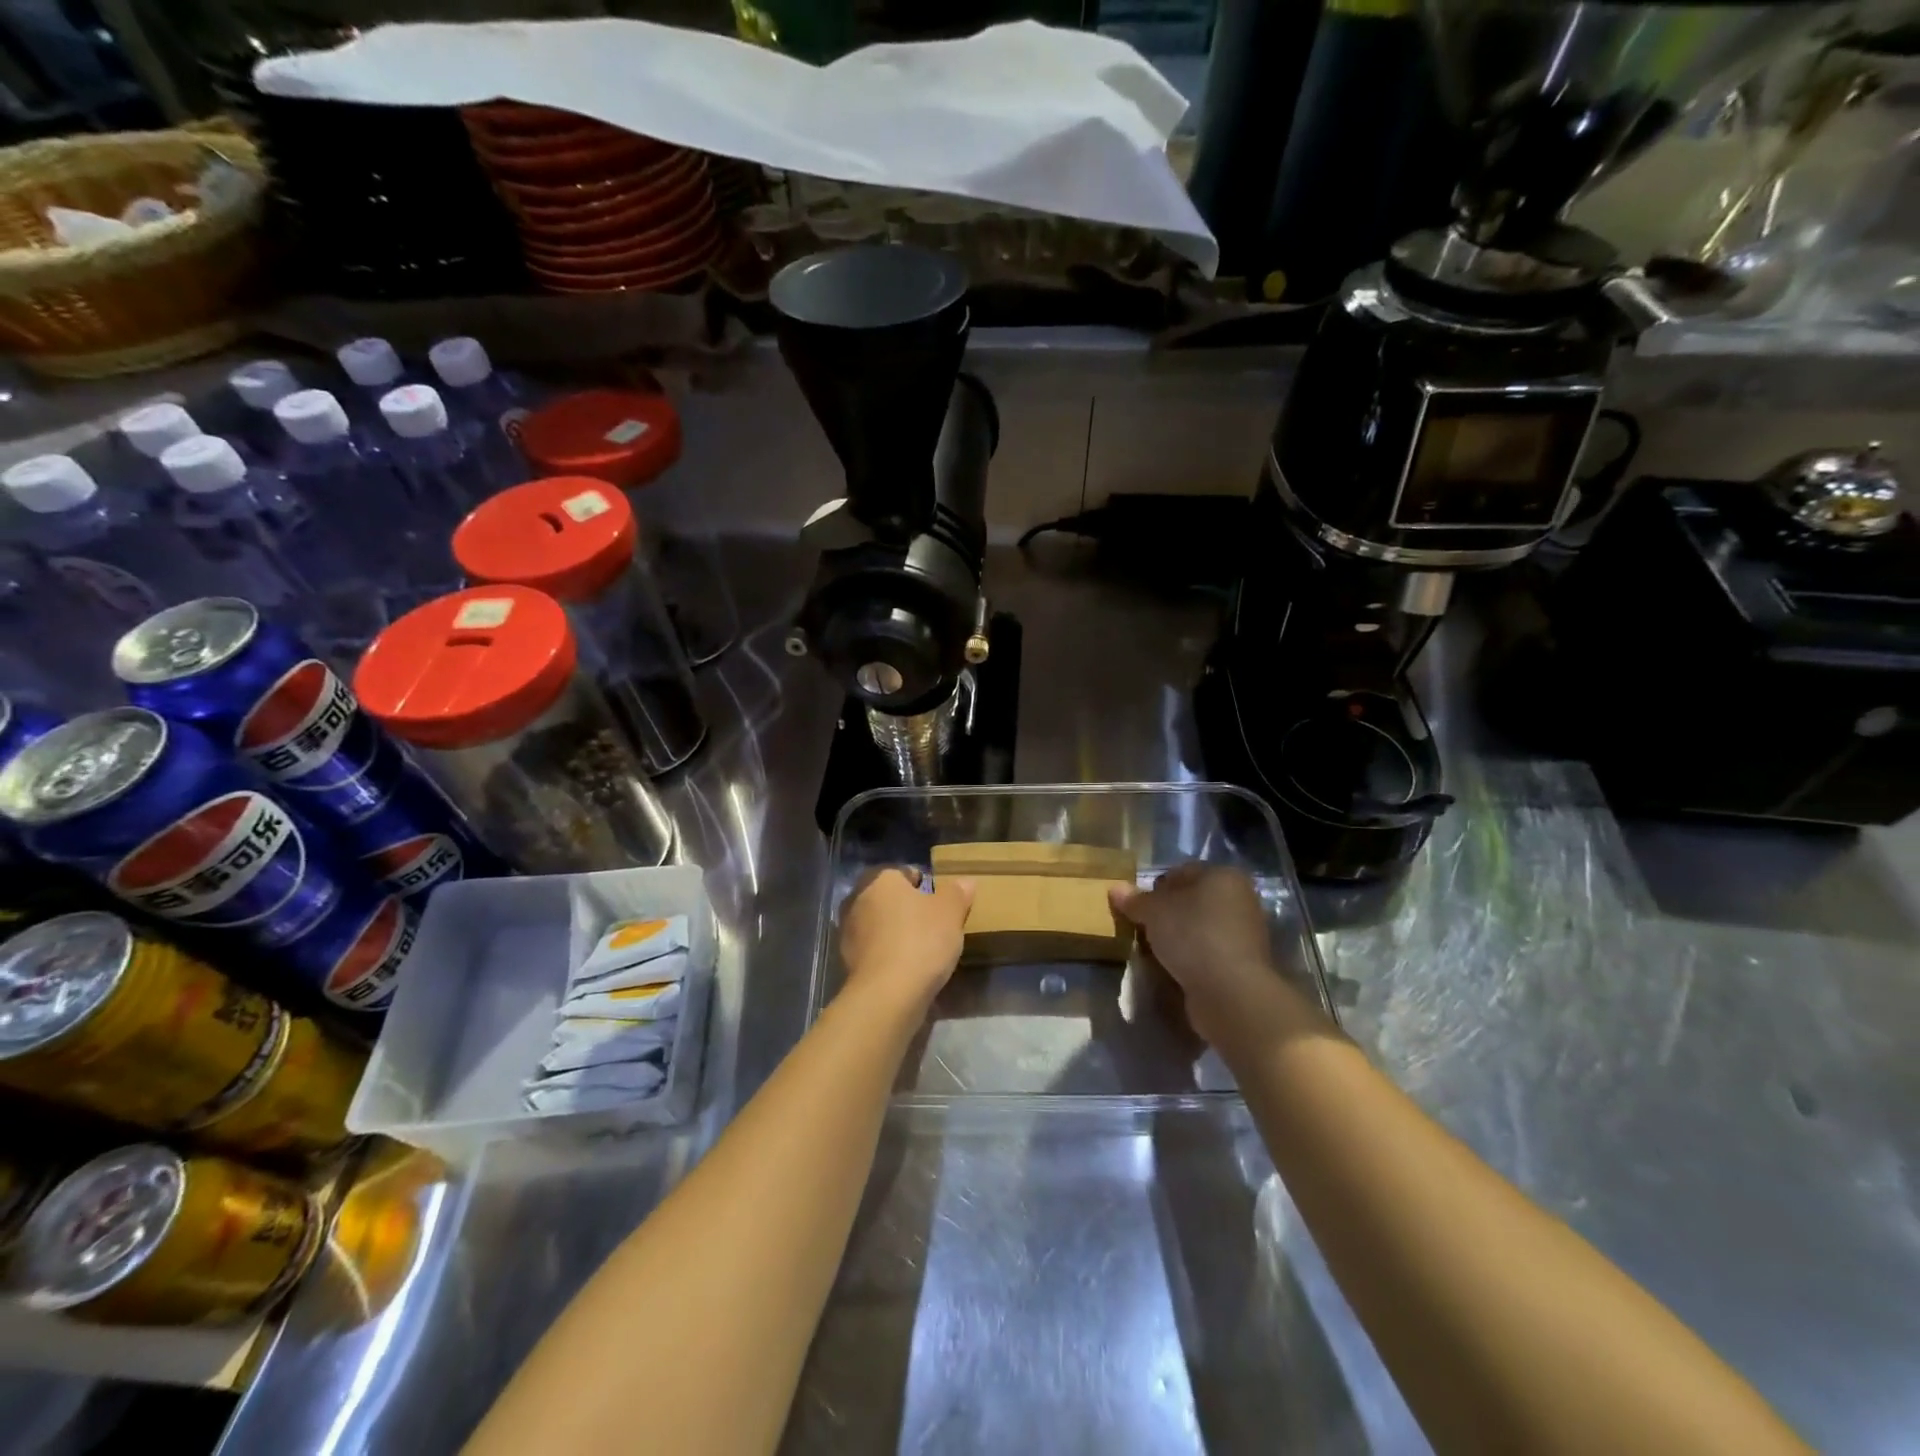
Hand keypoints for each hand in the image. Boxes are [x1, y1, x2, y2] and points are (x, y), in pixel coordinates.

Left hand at [838, 867, 974, 1010]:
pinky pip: (873, 950)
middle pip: (889, 899)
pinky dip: (887, 955)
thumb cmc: (921, 940)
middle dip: (907, 909)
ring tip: (921, 950)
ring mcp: (848, 932)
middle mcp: (857, 899)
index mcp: (880, 879)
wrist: (887, 995)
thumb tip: (964, 882)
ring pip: (878, 925)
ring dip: (895, 933)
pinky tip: (905, 968)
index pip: (904, 873)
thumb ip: (957, 893)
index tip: (941, 904)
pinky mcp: (846, 961)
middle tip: (933, 926)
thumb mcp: (950, 912)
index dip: (925, 886)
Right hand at [1109, 863, 1315, 1049]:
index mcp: (1223, 875)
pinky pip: (1207, 952)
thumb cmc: (1192, 936)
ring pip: (1199, 928)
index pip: (1180, 873)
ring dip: (1177, 937)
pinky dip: (1191, 957)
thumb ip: (1135, 900)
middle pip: (1191, 901)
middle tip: (1142, 928)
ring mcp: (1244, 933)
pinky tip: (1174, 968)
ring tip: (1154, 951)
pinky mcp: (1242, 963)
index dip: (1154, 888)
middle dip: (1166, 914)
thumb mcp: (1154, 912)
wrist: (1231, 992)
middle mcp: (1239, 899)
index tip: (1137, 907)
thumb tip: (1116, 889)